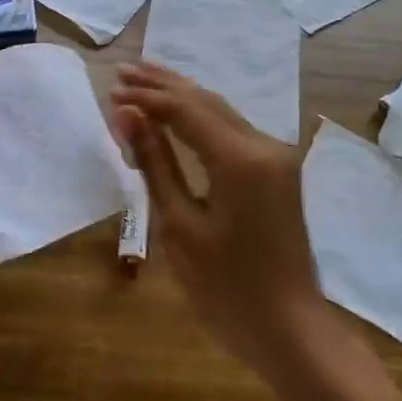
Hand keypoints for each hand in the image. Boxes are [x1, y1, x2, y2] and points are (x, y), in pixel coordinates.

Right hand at [110, 63, 325, 380]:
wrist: (290, 330)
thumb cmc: (227, 289)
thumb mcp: (180, 227)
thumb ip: (155, 164)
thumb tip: (127, 116)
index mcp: (241, 159)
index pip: (186, 109)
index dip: (147, 98)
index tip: (111, 90)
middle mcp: (265, 145)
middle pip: (207, 101)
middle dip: (163, 85)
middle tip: (122, 71)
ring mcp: (276, 157)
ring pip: (221, 112)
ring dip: (182, 97)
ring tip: (143, 80)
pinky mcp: (277, 171)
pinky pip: (232, 132)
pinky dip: (200, 119)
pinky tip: (178, 114)